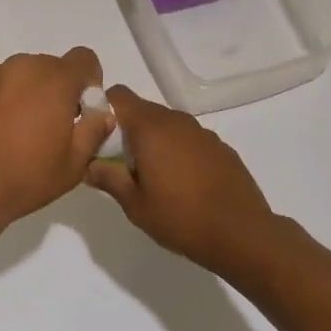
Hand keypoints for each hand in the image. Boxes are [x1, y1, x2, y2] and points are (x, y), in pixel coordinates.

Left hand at [0, 48, 110, 234]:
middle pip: (50, 67)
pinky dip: (0, 101)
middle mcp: (22, 66)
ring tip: (19, 131)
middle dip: (57, 90)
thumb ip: (94, 131)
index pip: (84, 59)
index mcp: (54, 79)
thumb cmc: (24, 177)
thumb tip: (102, 114)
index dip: (89, 82)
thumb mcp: (73, 164)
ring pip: (20, 76)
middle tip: (51, 127)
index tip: (82, 110)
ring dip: (27, 94)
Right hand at [83, 85, 292, 272]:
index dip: (103, 108)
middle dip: (126, 130)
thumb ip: (108, 179)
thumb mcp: (135, 205)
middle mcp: (176, 121)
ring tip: (151, 176)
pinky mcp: (221, 147)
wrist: (243, 235)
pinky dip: (178, 151)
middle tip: (120, 163)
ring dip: (153, 141)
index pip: (119, 95)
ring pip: (166, 125)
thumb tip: (87, 166)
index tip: (96, 135)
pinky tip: (182, 183)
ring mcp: (202, 133)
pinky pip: (188, 139)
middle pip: (142, 110)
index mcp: (151, 128)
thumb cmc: (181, 218)